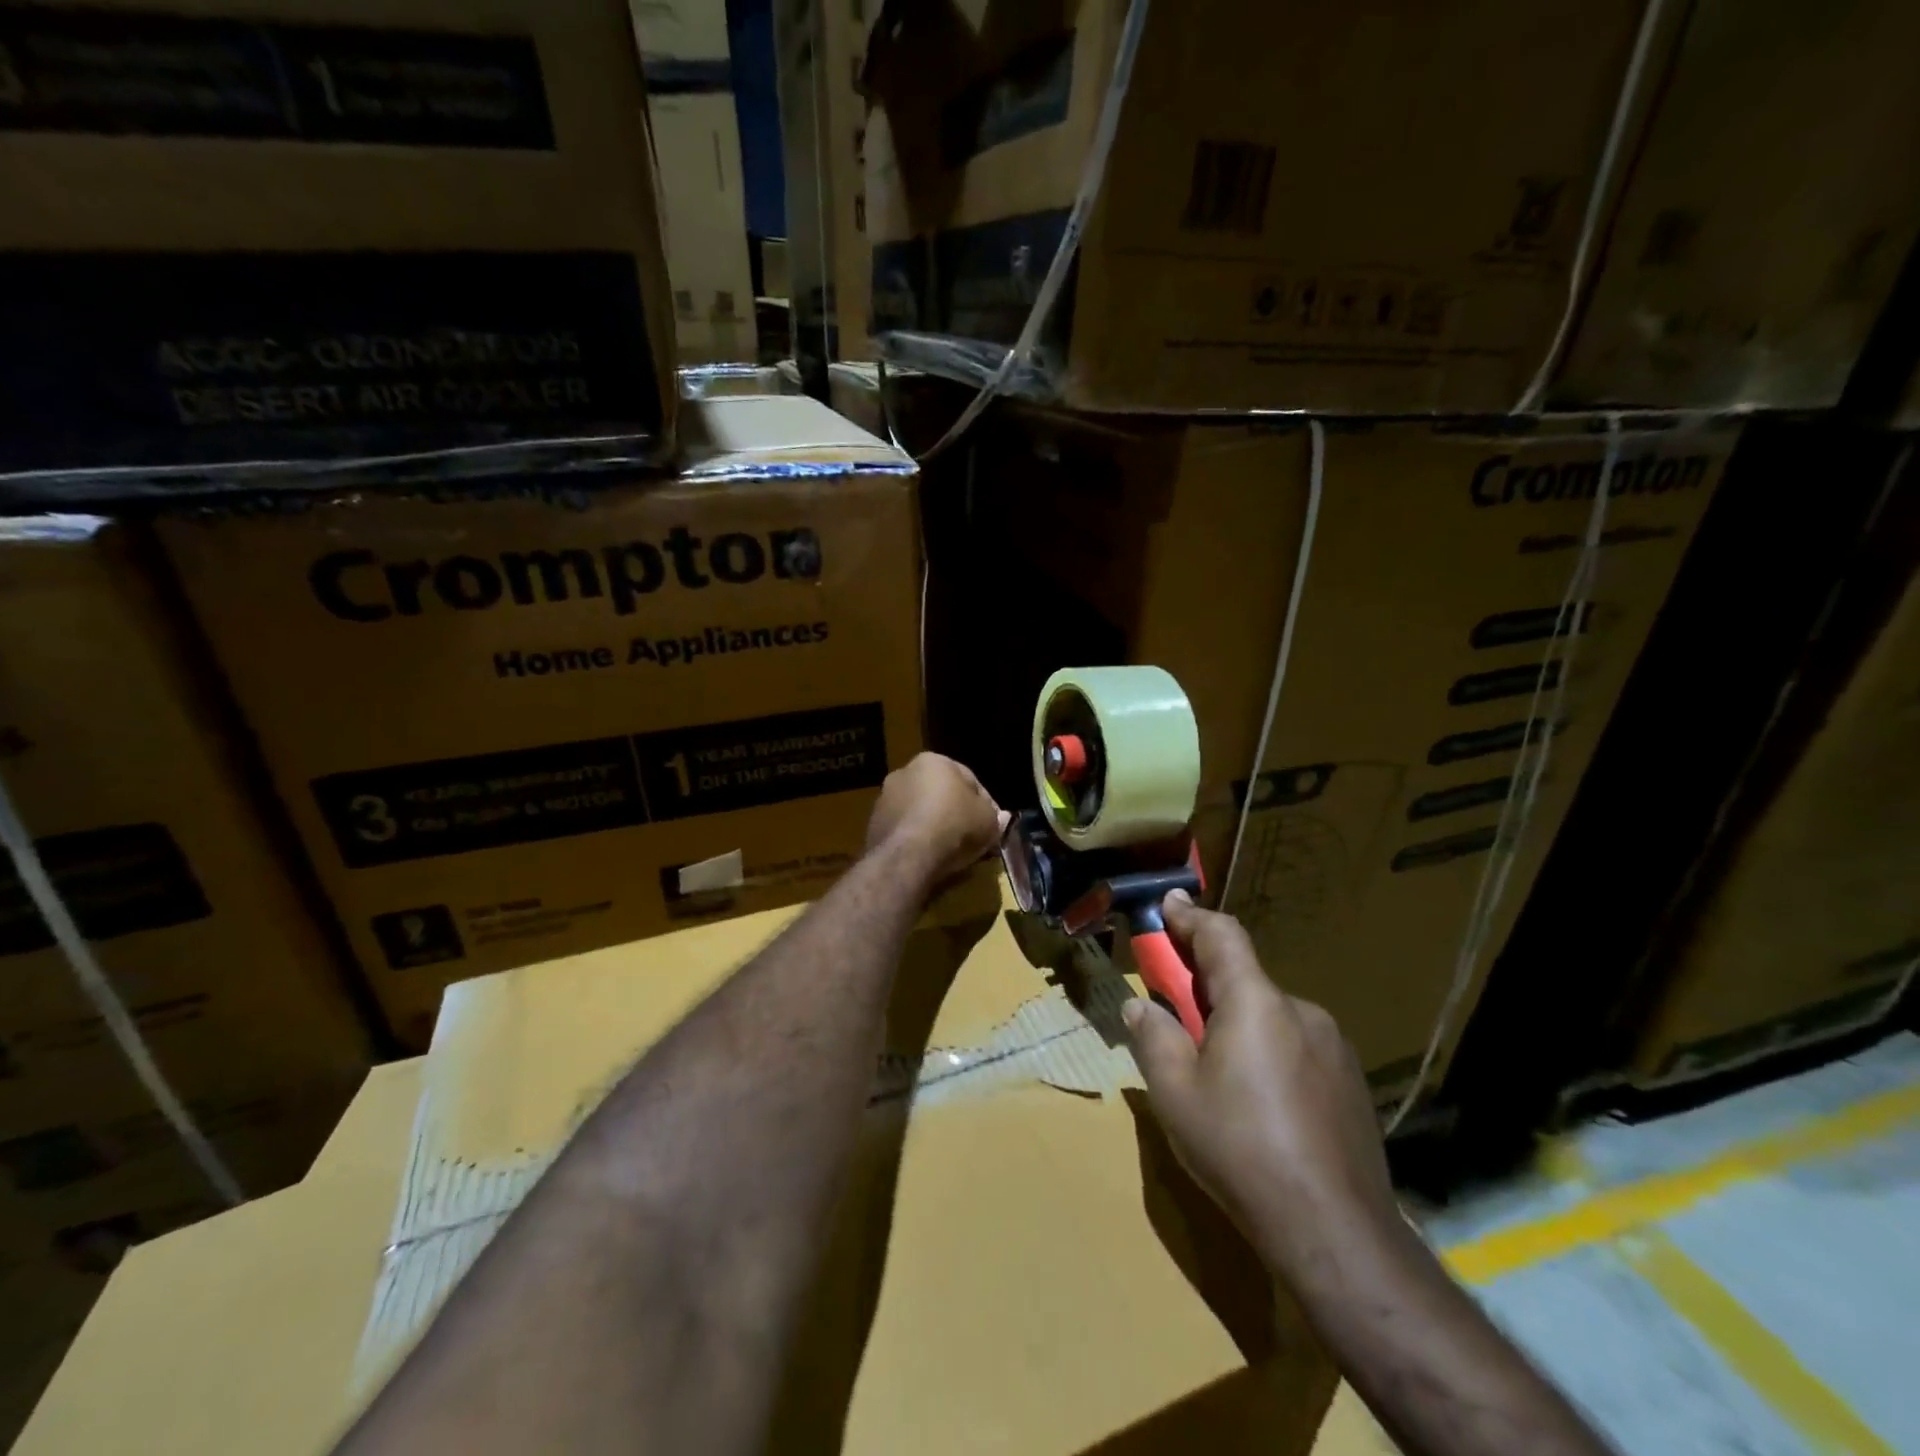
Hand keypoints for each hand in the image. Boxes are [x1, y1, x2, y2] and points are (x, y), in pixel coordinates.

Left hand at [865, 753, 1006, 884]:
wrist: (907, 856)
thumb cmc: (954, 826)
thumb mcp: (988, 822)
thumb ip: (995, 817)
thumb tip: (999, 818)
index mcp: (933, 761)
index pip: (969, 779)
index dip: (985, 803)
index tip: (992, 824)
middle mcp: (904, 772)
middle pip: (940, 794)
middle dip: (956, 813)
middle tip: (972, 837)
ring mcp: (884, 799)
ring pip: (919, 813)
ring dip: (934, 827)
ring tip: (950, 852)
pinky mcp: (873, 825)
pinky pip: (904, 831)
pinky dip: (916, 841)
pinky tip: (928, 858)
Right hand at [1121, 892, 1399, 1282]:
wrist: (1335, 1232)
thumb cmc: (1241, 1149)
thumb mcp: (1174, 1092)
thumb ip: (1153, 1036)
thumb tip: (1140, 1007)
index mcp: (1256, 1002)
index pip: (1222, 935)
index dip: (1190, 916)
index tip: (1167, 905)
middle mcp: (1300, 1011)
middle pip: (1244, 979)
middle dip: (1205, 986)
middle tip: (1175, 1016)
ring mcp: (1333, 1047)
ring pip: (1270, 1017)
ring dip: (1237, 1025)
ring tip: (1216, 1076)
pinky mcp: (1350, 1083)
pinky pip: (1296, 1048)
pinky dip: (1267, 1053)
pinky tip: (1259, 1106)